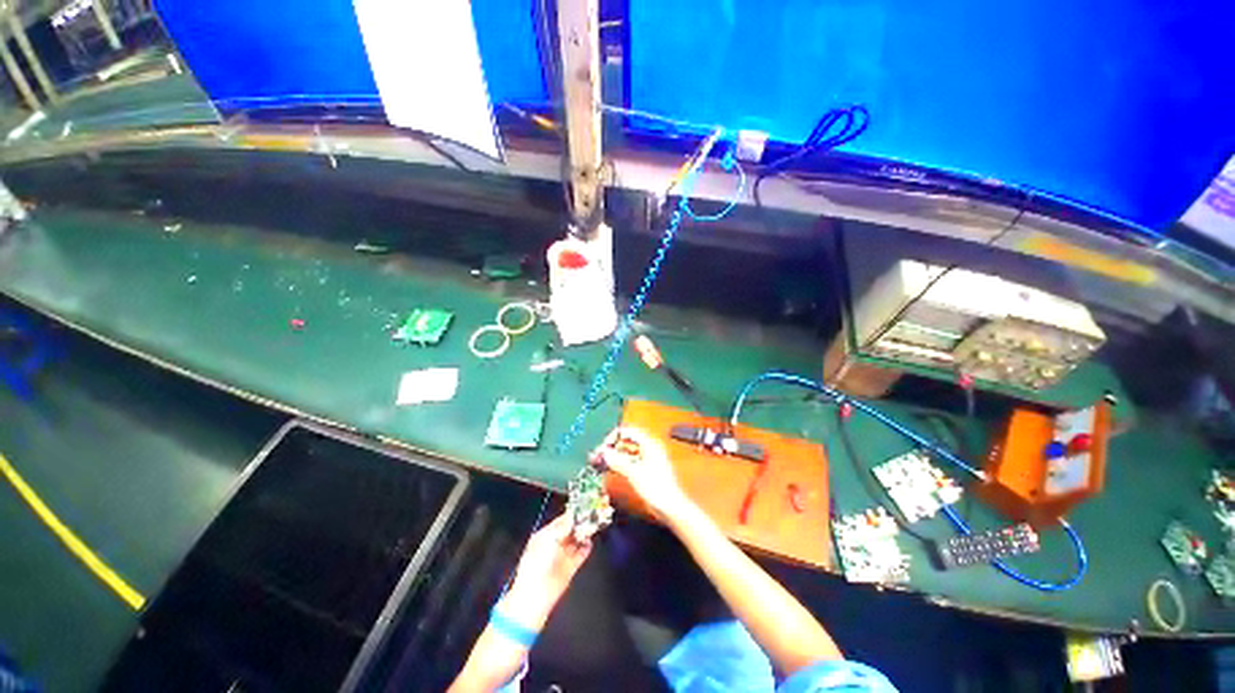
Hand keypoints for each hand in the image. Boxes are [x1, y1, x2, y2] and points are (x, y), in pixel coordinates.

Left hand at [500, 513, 591, 629]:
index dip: (572, 514)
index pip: (561, 521)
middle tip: (593, 515)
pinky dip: (586, 548)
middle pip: (570, 530)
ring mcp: (562, 556)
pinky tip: (591, 542)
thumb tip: (574, 517)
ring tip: (594, 526)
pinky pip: (580, 555)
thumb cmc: (537, 563)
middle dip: (580, 523)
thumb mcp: (548, 539)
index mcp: (545, 536)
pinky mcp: (570, 568)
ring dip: (584, 534)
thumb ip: (563, 527)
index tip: (584, 506)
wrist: (535, 596)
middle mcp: (554, 544)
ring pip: (576, 541)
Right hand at [593, 427, 688, 521]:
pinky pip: (630, 460)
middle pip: (627, 440)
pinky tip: (610, 468)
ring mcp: (648, 458)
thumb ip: (617, 461)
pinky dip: (620, 462)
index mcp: (649, 443)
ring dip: (614, 455)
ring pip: (627, 451)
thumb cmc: (655, 487)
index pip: (628, 431)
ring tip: (600, 463)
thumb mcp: (634, 473)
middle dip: (612, 446)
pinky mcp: (646, 468)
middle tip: (598, 456)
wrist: (671, 506)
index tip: (603, 449)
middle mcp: (649, 447)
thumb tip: (603, 452)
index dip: (613, 437)